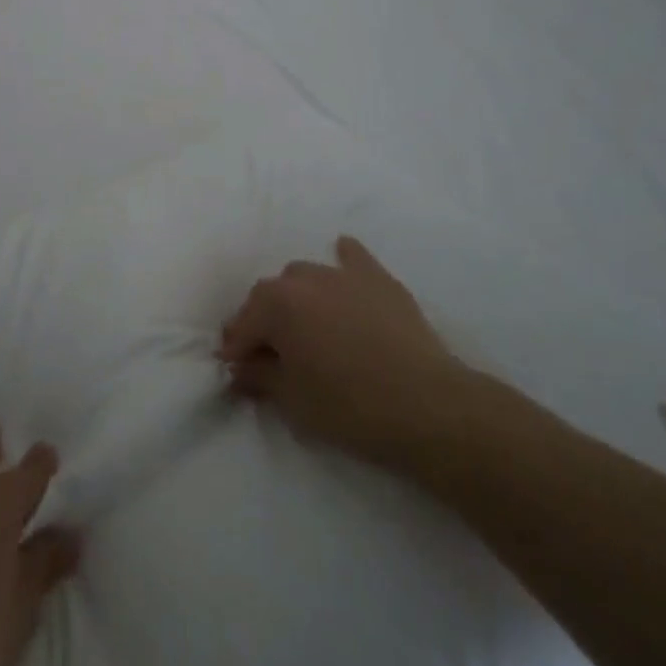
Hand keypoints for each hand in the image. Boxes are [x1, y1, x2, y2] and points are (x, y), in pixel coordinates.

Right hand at [217, 235, 482, 471]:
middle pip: (271, 295)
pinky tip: (343, 261)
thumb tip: (242, 366)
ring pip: (306, 276)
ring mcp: (344, 274)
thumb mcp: (292, 401)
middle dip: (265, 321)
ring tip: (308, 326)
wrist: (429, 407)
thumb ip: (260, 376)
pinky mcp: (379, 280)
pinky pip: (353, 258)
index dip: (237, 350)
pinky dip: (344, 261)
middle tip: (272, 354)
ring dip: (298, 297)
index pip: (243, 324)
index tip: (238, 371)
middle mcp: (304, 279)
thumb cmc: (350, 407)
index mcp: (277, 305)